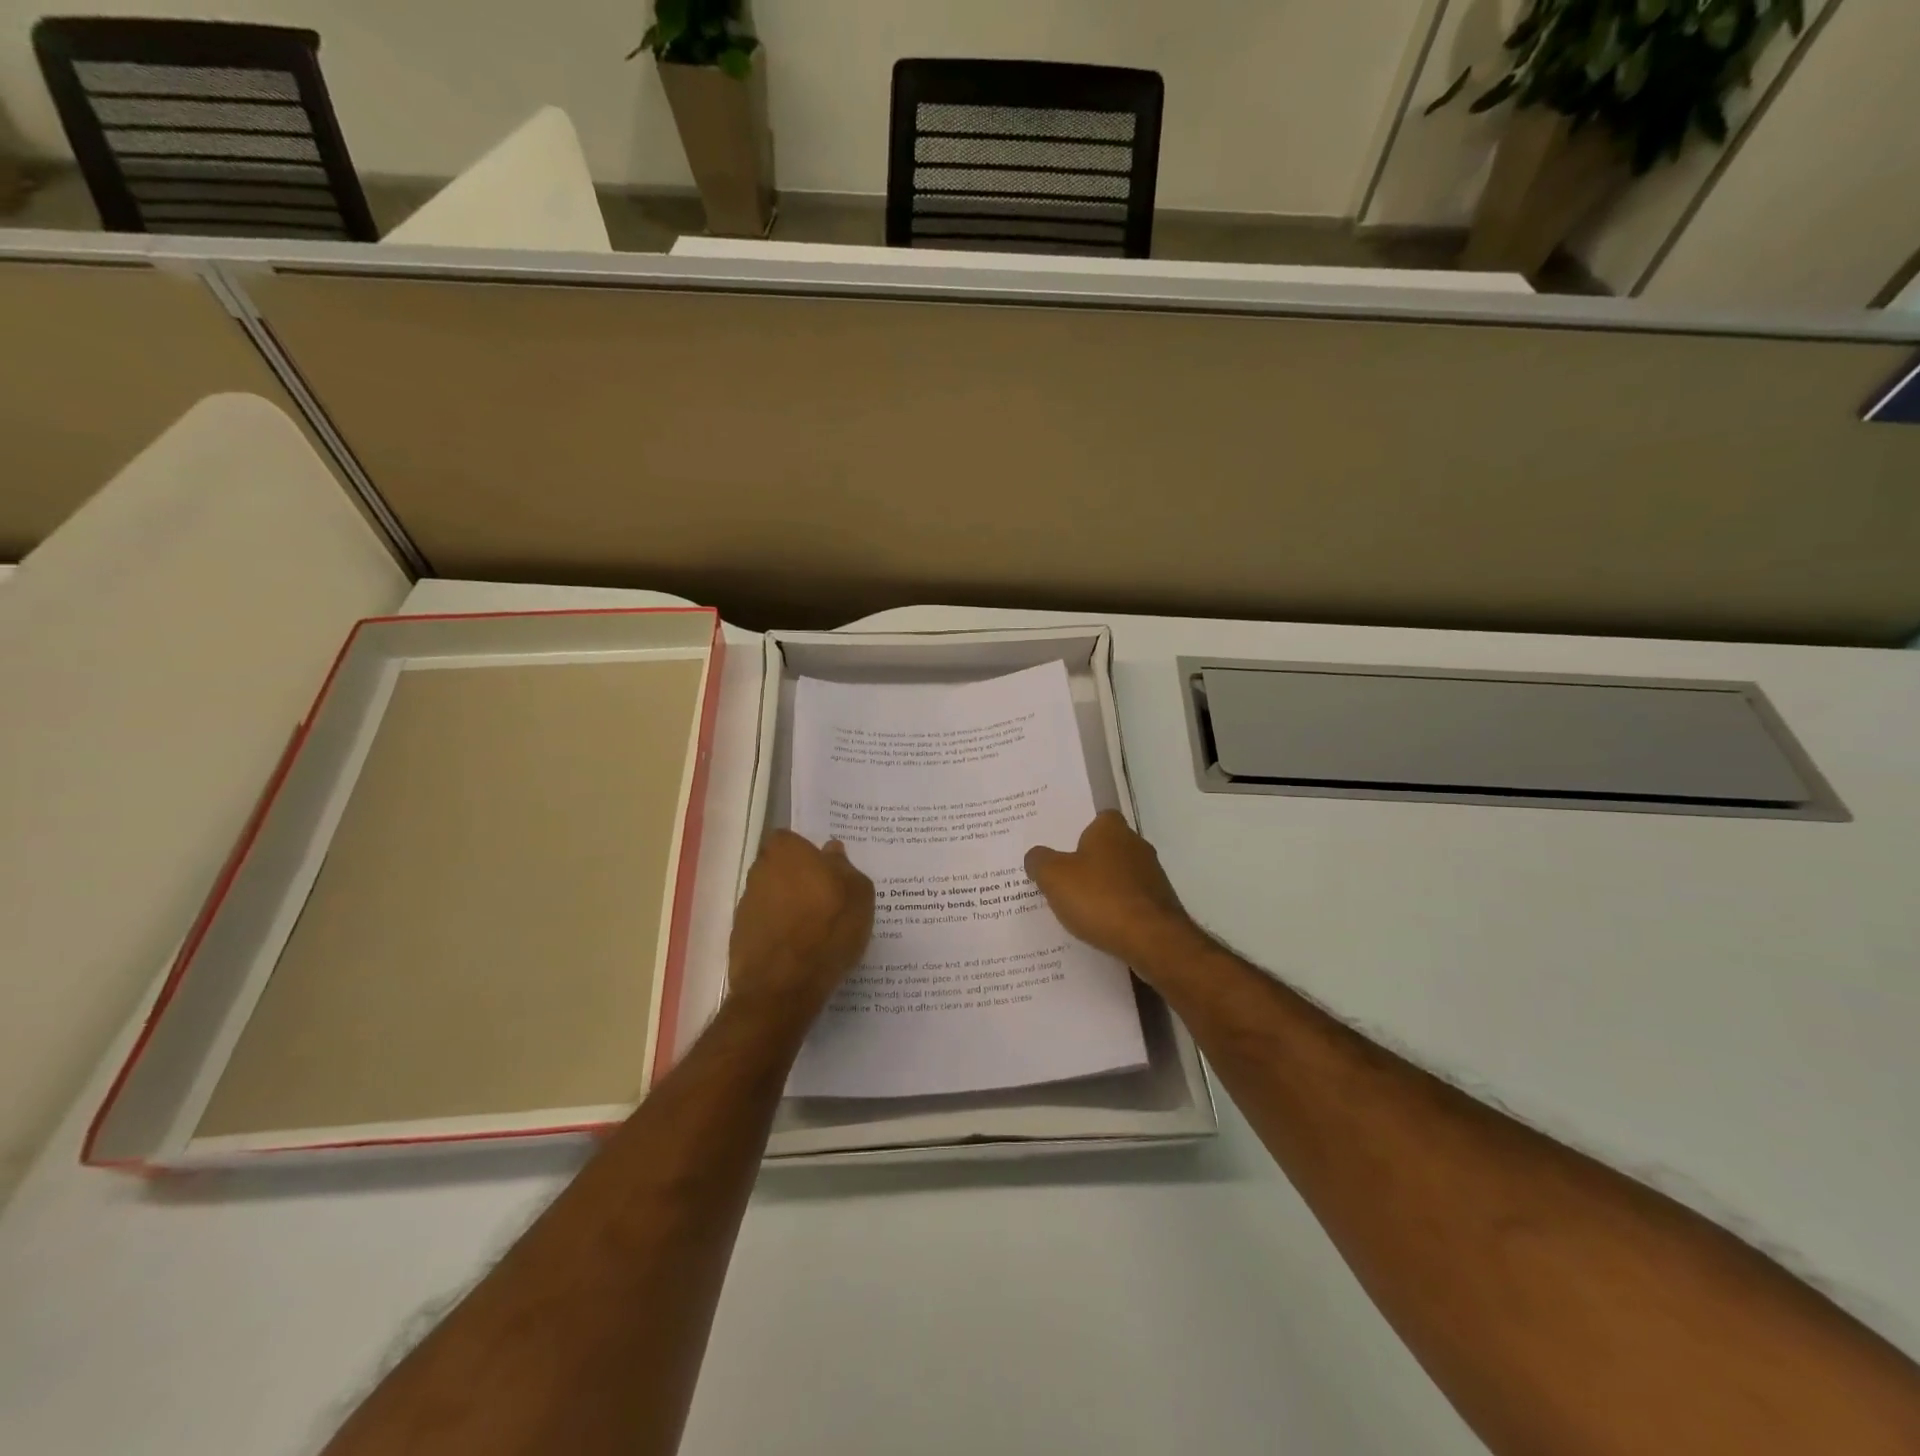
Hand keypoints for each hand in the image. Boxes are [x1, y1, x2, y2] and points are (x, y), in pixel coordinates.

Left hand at [729, 831, 874, 1013]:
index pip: (791, 839)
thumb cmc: (828, 929)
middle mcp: (759, 871)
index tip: (826, 872)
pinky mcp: (739, 937)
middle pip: (780, 868)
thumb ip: (845, 867)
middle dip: (797, 879)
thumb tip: (831, 852)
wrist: (783, 987)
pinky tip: (799, 951)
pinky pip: (765, 925)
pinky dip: (779, 933)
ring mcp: (745, 905)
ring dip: (788, 907)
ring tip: (815, 931)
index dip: (808, 854)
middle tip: (825, 899)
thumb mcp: (858, 894)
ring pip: (772, 896)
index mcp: (786, 851)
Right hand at [1025, 811, 1205, 975]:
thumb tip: (1036, 856)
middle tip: (1062, 880)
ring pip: (1120, 876)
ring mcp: (1153, 876)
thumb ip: (1040, 861)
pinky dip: (1117, 911)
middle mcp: (1136, 846)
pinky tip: (1101, 928)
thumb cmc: (1099, 898)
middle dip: (1089, 863)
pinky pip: (1130, 902)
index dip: (1079, 832)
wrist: (1152, 940)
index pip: (1097, 819)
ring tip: (1077, 909)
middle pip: (1108, 848)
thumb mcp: (1054, 877)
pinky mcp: (1161, 905)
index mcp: (1111, 830)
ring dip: (1103, 889)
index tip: (1062, 850)